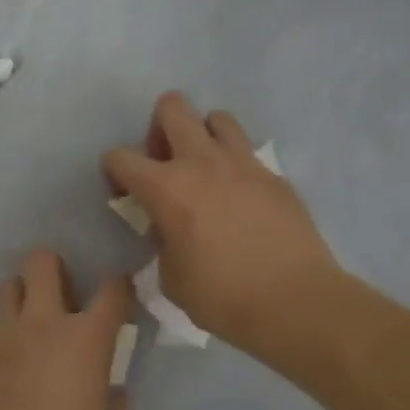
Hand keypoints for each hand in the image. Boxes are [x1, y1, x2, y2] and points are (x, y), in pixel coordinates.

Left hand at [0, 249, 133, 409]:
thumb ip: (111, 400)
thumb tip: (114, 390)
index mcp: (85, 339)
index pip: (111, 291)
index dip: (120, 286)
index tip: (120, 293)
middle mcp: (41, 326)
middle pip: (41, 263)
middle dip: (53, 266)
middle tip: (62, 290)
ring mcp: (1, 341)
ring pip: (5, 288)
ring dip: (20, 295)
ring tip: (30, 320)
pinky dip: (3, 341)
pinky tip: (9, 369)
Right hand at [104, 93, 342, 359]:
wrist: (295, 302)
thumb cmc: (223, 297)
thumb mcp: (171, 277)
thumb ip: (162, 241)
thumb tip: (169, 227)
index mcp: (167, 187)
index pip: (121, 157)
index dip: (114, 172)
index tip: (124, 195)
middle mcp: (203, 162)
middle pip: (172, 107)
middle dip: (158, 129)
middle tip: (165, 164)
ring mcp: (244, 163)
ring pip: (217, 118)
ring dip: (203, 137)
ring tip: (205, 171)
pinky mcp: (275, 176)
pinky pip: (248, 154)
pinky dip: (235, 166)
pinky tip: (240, 200)